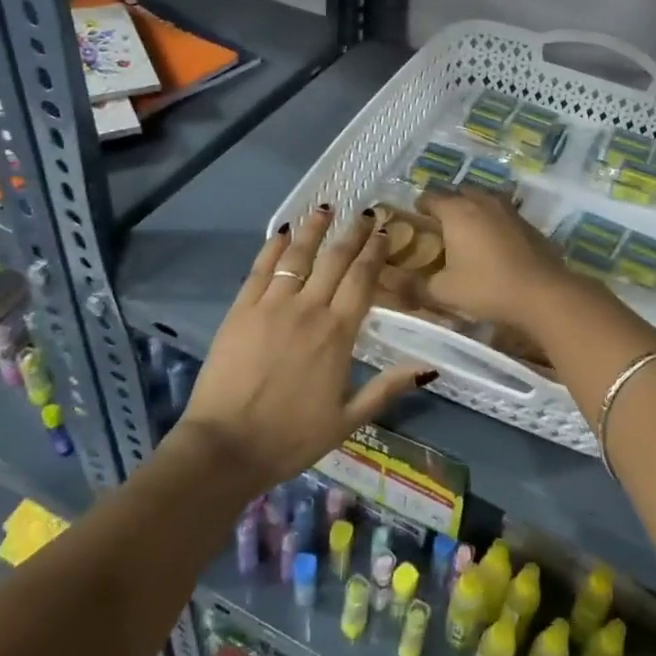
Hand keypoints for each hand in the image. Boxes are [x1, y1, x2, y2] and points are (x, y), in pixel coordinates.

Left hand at [173, 208, 428, 493]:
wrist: (226, 447)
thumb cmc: (291, 438)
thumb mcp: (348, 420)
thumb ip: (387, 388)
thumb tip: (429, 367)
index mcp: (338, 333)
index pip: (362, 279)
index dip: (375, 252)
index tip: (384, 231)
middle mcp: (308, 309)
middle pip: (335, 260)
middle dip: (353, 233)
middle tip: (366, 213)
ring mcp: (271, 306)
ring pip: (297, 255)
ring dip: (314, 229)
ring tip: (326, 208)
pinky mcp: (240, 310)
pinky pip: (260, 269)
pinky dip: (272, 247)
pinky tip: (281, 232)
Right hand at [416, 189, 576, 329]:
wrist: (542, 293)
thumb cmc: (487, 287)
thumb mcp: (445, 292)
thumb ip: (419, 286)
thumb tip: (401, 286)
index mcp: (457, 211)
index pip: (430, 197)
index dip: (420, 207)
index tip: (415, 220)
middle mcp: (482, 201)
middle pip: (459, 194)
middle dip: (447, 206)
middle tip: (440, 228)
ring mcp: (509, 210)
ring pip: (484, 201)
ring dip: (473, 211)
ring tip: (467, 234)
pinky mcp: (528, 223)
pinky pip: (503, 215)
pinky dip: (494, 223)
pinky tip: (494, 245)